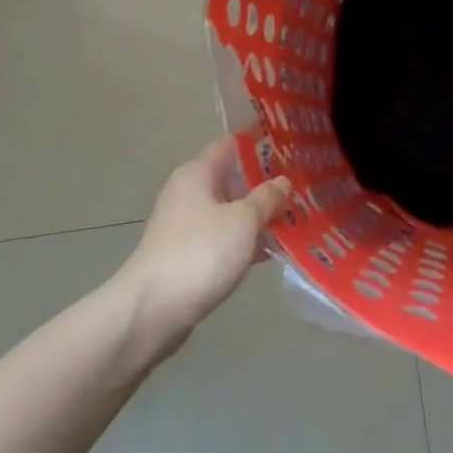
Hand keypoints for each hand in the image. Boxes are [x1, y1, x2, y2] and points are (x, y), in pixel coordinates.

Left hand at [116, 139, 292, 344]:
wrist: (153, 310)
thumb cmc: (200, 252)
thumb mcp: (243, 221)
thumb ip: (266, 198)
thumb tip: (282, 181)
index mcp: (196, 173)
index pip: (229, 144)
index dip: (257, 142)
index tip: (288, 145)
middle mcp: (187, 193)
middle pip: (231, 179)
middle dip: (264, 184)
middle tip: (300, 186)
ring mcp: (185, 226)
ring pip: (229, 212)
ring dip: (257, 216)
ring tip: (295, 219)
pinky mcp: (186, 255)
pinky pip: (222, 239)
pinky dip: (244, 242)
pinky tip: (271, 252)